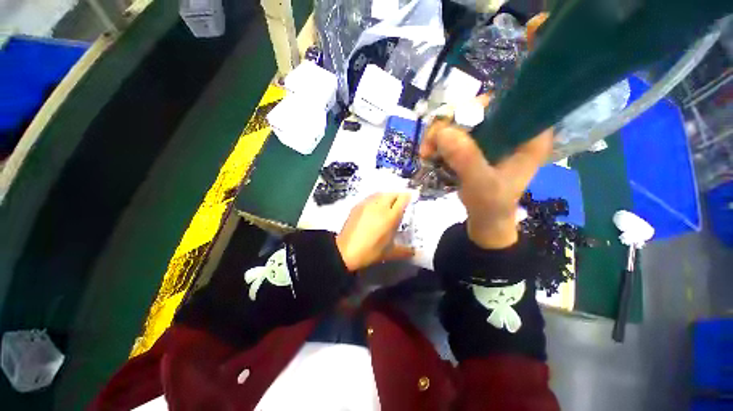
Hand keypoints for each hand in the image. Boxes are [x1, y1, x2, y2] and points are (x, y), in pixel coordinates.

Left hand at [336, 193, 414, 271]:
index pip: (402, 199)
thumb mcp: (390, 253)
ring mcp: (367, 204)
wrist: (345, 251)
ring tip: (388, 203)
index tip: (411, 198)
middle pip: (392, 193)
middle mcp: (380, 206)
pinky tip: (374, 207)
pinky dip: (376, 198)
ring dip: (387, 196)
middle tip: (400, 203)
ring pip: (381, 193)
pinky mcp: (357, 205)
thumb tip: (416, 253)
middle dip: (398, 196)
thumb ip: (405, 251)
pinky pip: (370, 197)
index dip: (408, 196)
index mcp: (390, 216)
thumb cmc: (370, 252)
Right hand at [420, 118, 551, 249]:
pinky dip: (437, 141)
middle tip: (430, 143)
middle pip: (477, 108)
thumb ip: (466, 160)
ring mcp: (490, 136)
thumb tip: (443, 132)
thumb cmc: (491, 205)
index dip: (478, 106)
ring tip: (425, 154)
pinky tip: (428, 154)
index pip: (508, 102)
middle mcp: (510, 129)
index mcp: (529, 135)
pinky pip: (452, 133)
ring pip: (460, 120)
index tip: (454, 123)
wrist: (485, 220)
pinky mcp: (475, 145)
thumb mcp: (482, 185)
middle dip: (449, 123)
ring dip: (437, 134)